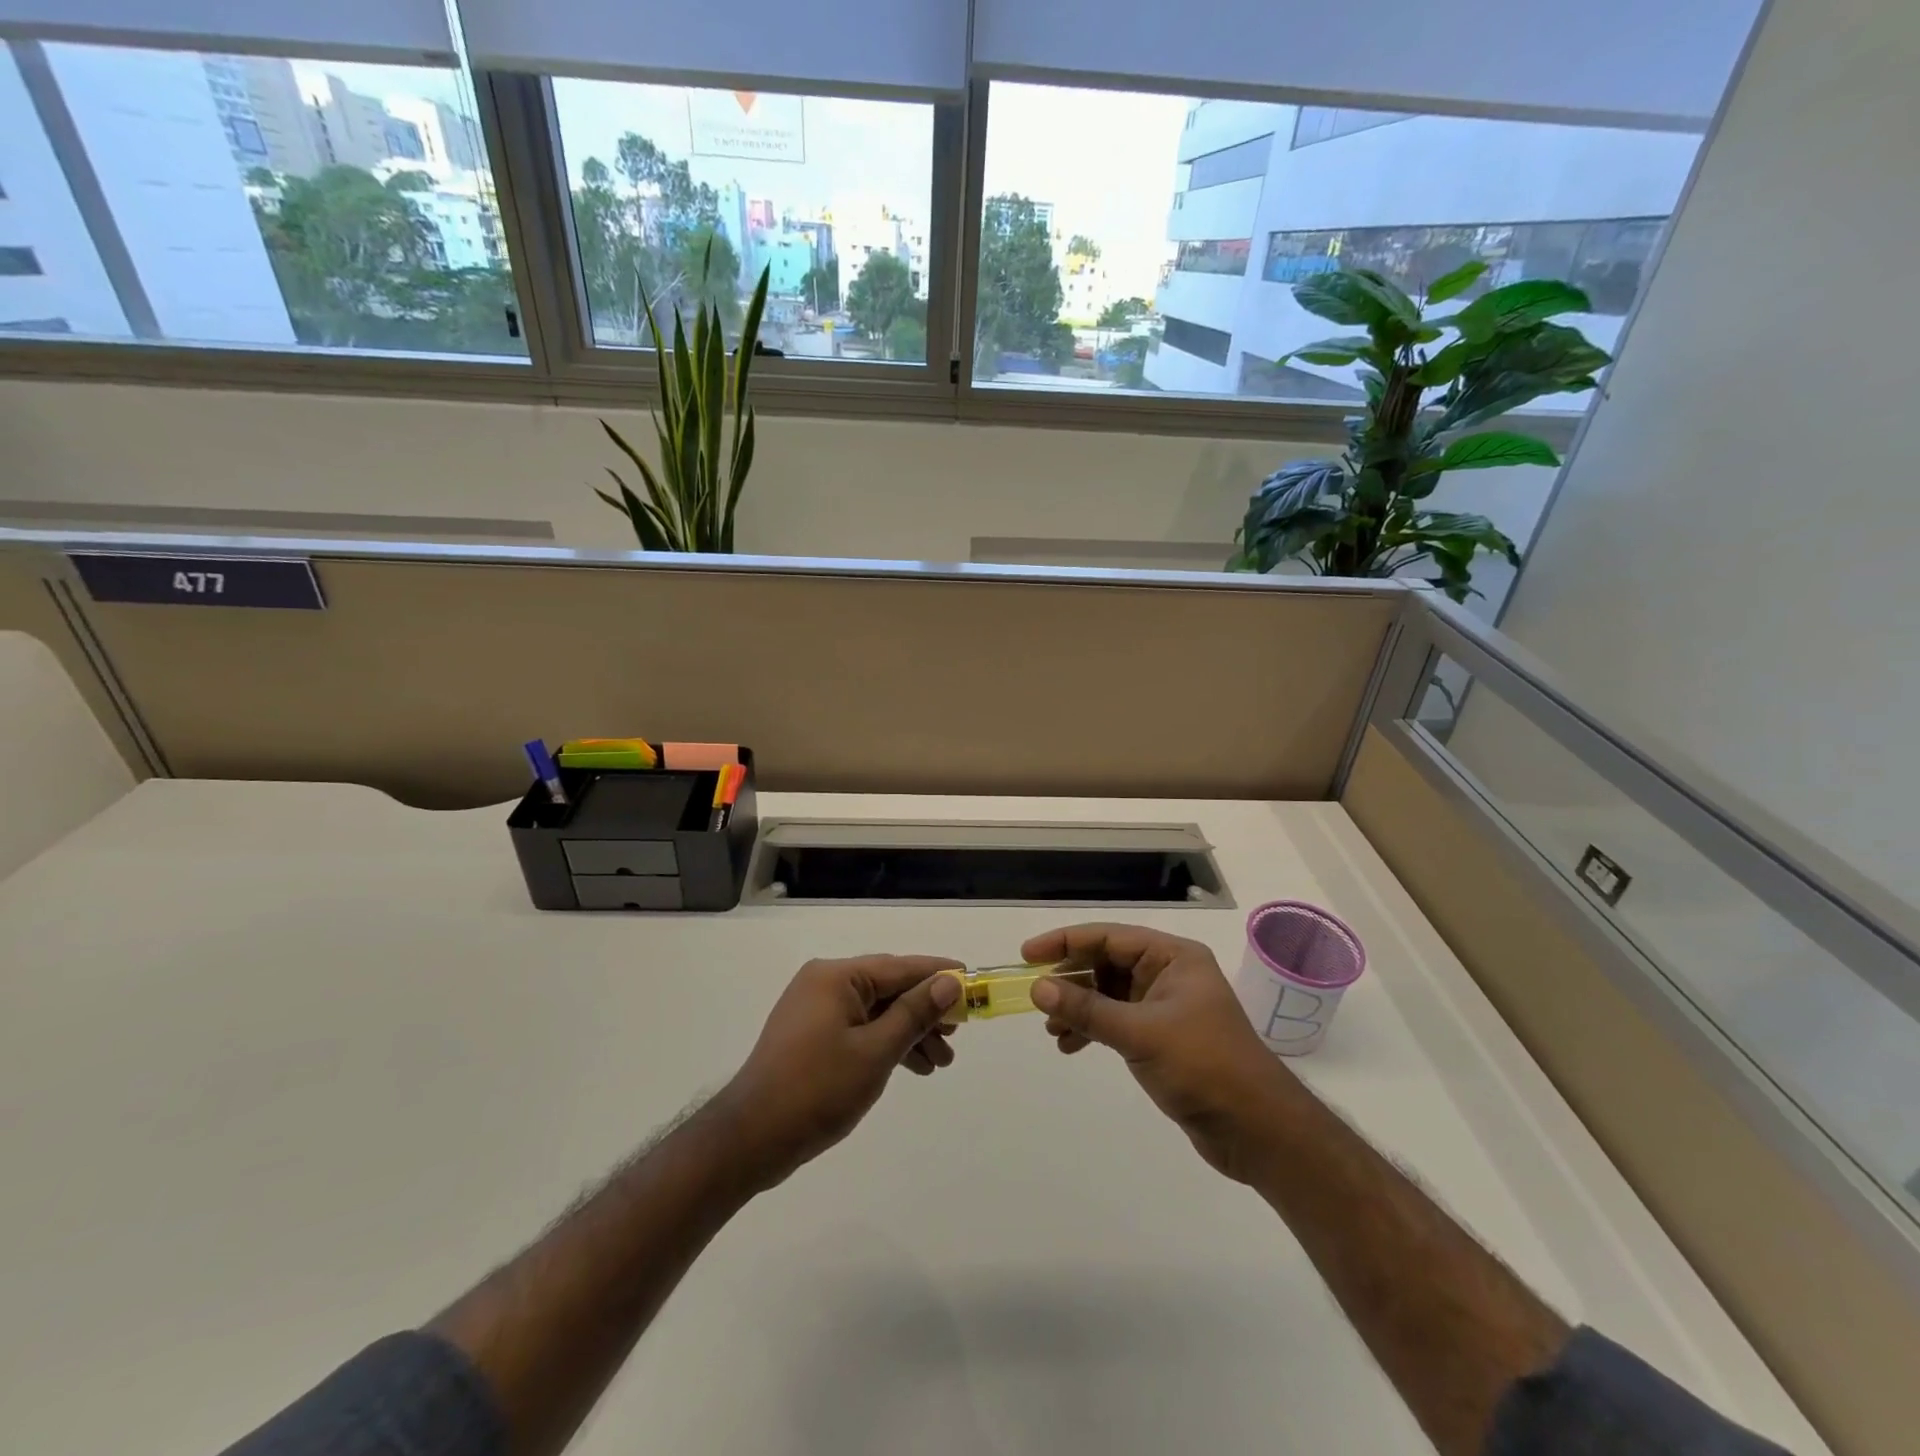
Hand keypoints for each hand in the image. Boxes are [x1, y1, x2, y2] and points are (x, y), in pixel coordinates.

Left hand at [715, 955, 961, 1190]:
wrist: (751, 1140)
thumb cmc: (817, 1089)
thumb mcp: (875, 1051)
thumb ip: (915, 1013)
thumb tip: (950, 980)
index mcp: (836, 976)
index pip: (900, 967)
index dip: (939, 975)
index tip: (973, 982)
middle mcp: (825, 983)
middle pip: (890, 988)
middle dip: (926, 1012)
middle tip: (958, 1035)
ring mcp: (816, 1009)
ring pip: (877, 1011)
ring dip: (910, 1033)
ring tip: (941, 1063)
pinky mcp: (812, 1035)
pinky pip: (860, 1028)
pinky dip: (886, 1044)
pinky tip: (913, 1067)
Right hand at [1026, 924, 1302, 1181]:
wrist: (1258, 1130)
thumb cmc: (1203, 1066)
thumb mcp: (1140, 1033)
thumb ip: (1087, 1010)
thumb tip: (1038, 987)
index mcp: (1173, 957)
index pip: (1109, 937)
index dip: (1066, 942)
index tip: (1028, 955)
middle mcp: (1169, 974)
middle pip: (1106, 963)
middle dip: (1070, 981)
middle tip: (1037, 998)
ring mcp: (1166, 1006)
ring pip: (1108, 994)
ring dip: (1078, 1009)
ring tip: (1052, 1030)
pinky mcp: (1163, 1037)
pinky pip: (1117, 1020)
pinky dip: (1093, 1030)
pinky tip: (1071, 1047)